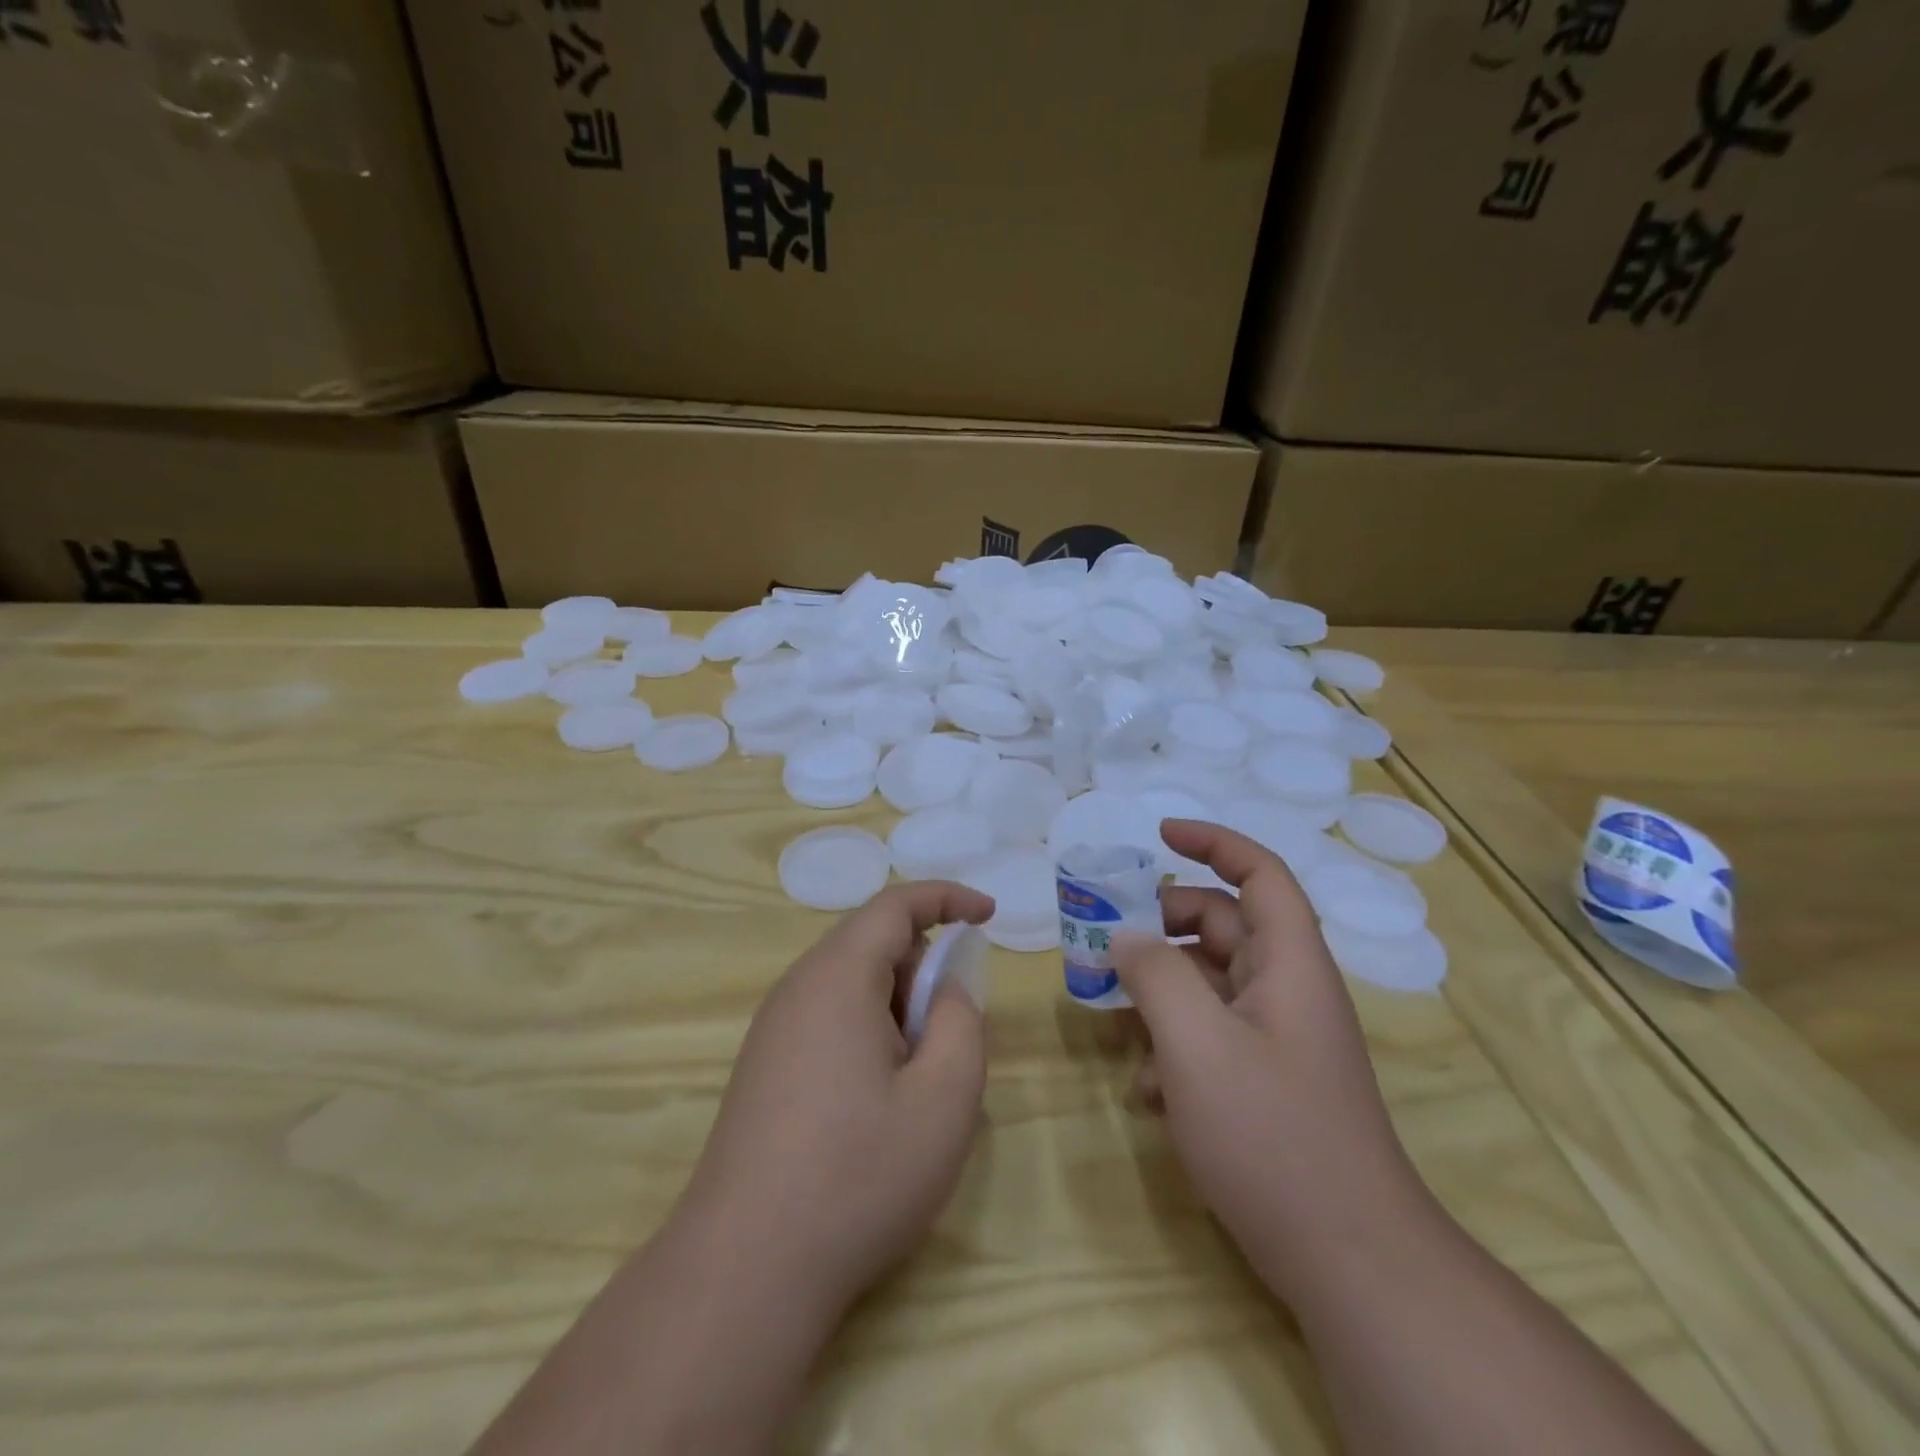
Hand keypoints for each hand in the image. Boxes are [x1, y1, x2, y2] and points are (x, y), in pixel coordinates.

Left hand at [673, 880, 995, 1317]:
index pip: (895, 905)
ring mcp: (773, 1029)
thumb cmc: (858, 1175)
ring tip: (915, 1076)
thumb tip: (947, 991)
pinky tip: (875, 1102)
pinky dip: (868, 1032)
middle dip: (923, 968)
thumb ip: (961, 1022)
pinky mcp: (763, 1067)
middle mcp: (797, 988)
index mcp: (837, 977)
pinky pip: (828, 1018)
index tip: (989, 915)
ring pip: (851, 984)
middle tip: (949, 1032)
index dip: (947, 898)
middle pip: (871, 943)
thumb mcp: (944, 1098)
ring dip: (896, 1006)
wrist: (746, 1268)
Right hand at [1115, 820, 1428, 1299]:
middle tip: (1106, 935)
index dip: (1213, 843)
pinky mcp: (1264, 1080)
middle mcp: (1286, 990)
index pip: (1259, 874)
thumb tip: (1125, 936)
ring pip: (1208, 983)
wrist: (1350, 1262)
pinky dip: (1173, 1044)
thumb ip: (1156, 976)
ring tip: (1112, 1015)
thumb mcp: (1198, 1045)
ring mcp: (1276, 1038)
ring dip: (1159, 991)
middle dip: (1162, 925)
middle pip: (1221, 927)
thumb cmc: (1274, 1136)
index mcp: (1288, 964)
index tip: (1158, 835)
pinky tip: (1146, 1091)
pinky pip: (1210, 1035)